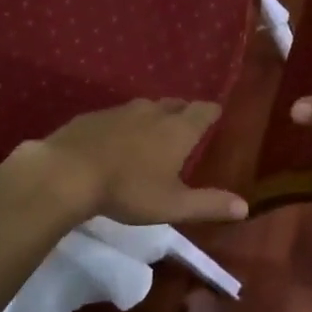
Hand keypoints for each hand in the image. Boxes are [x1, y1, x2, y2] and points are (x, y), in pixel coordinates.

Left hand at [5, 99, 247, 225]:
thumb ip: (209, 204)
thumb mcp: (173, 204)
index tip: (216, 116)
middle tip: (186, 126)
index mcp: (177, 129)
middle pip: (175, 104)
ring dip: (153, 117)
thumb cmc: (128, 189)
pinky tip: (115, 142)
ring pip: (145, 108)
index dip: (212, 113)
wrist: (66, 174)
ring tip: (153, 134)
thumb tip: (245, 207)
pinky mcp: (92, 117)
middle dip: (184, 112)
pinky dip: (123, 126)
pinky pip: (116, 117)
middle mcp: (152, 112)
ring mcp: (120, 111)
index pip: (204, 111)